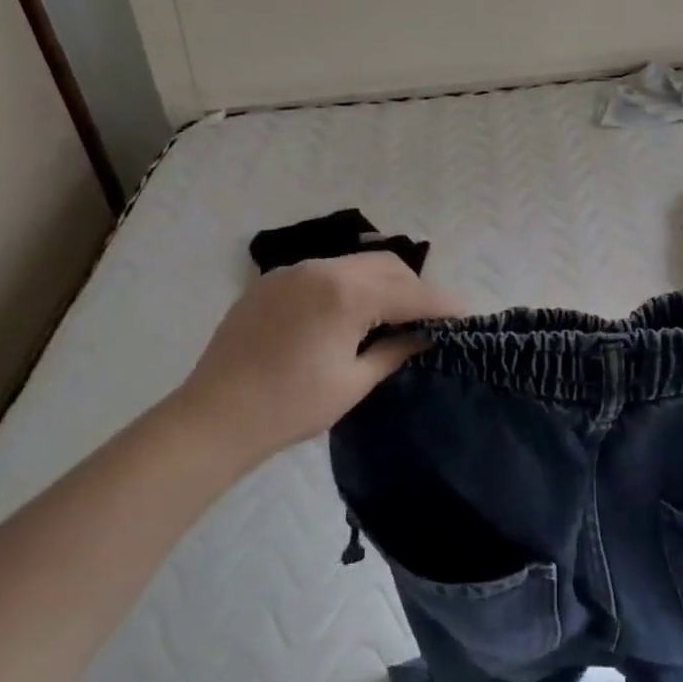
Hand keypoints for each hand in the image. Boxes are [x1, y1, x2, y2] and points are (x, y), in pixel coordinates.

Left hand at [164, 253, 462, 467]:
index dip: (443, 305)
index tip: (468, 316)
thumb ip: (395, 350)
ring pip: (356, 264)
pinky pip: (326, 272)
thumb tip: (426, 335)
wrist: (213, 417)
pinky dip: (350, 285)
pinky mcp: (272, 282)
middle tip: (429, 320)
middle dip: (414, 288)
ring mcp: (293, 271)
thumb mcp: (353, 382)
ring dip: (383, 283)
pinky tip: (350, 314)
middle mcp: (321, 268)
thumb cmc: (291, 406)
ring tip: (393, 316)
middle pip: (386, 266)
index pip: (410, 292)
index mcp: (346, 293)